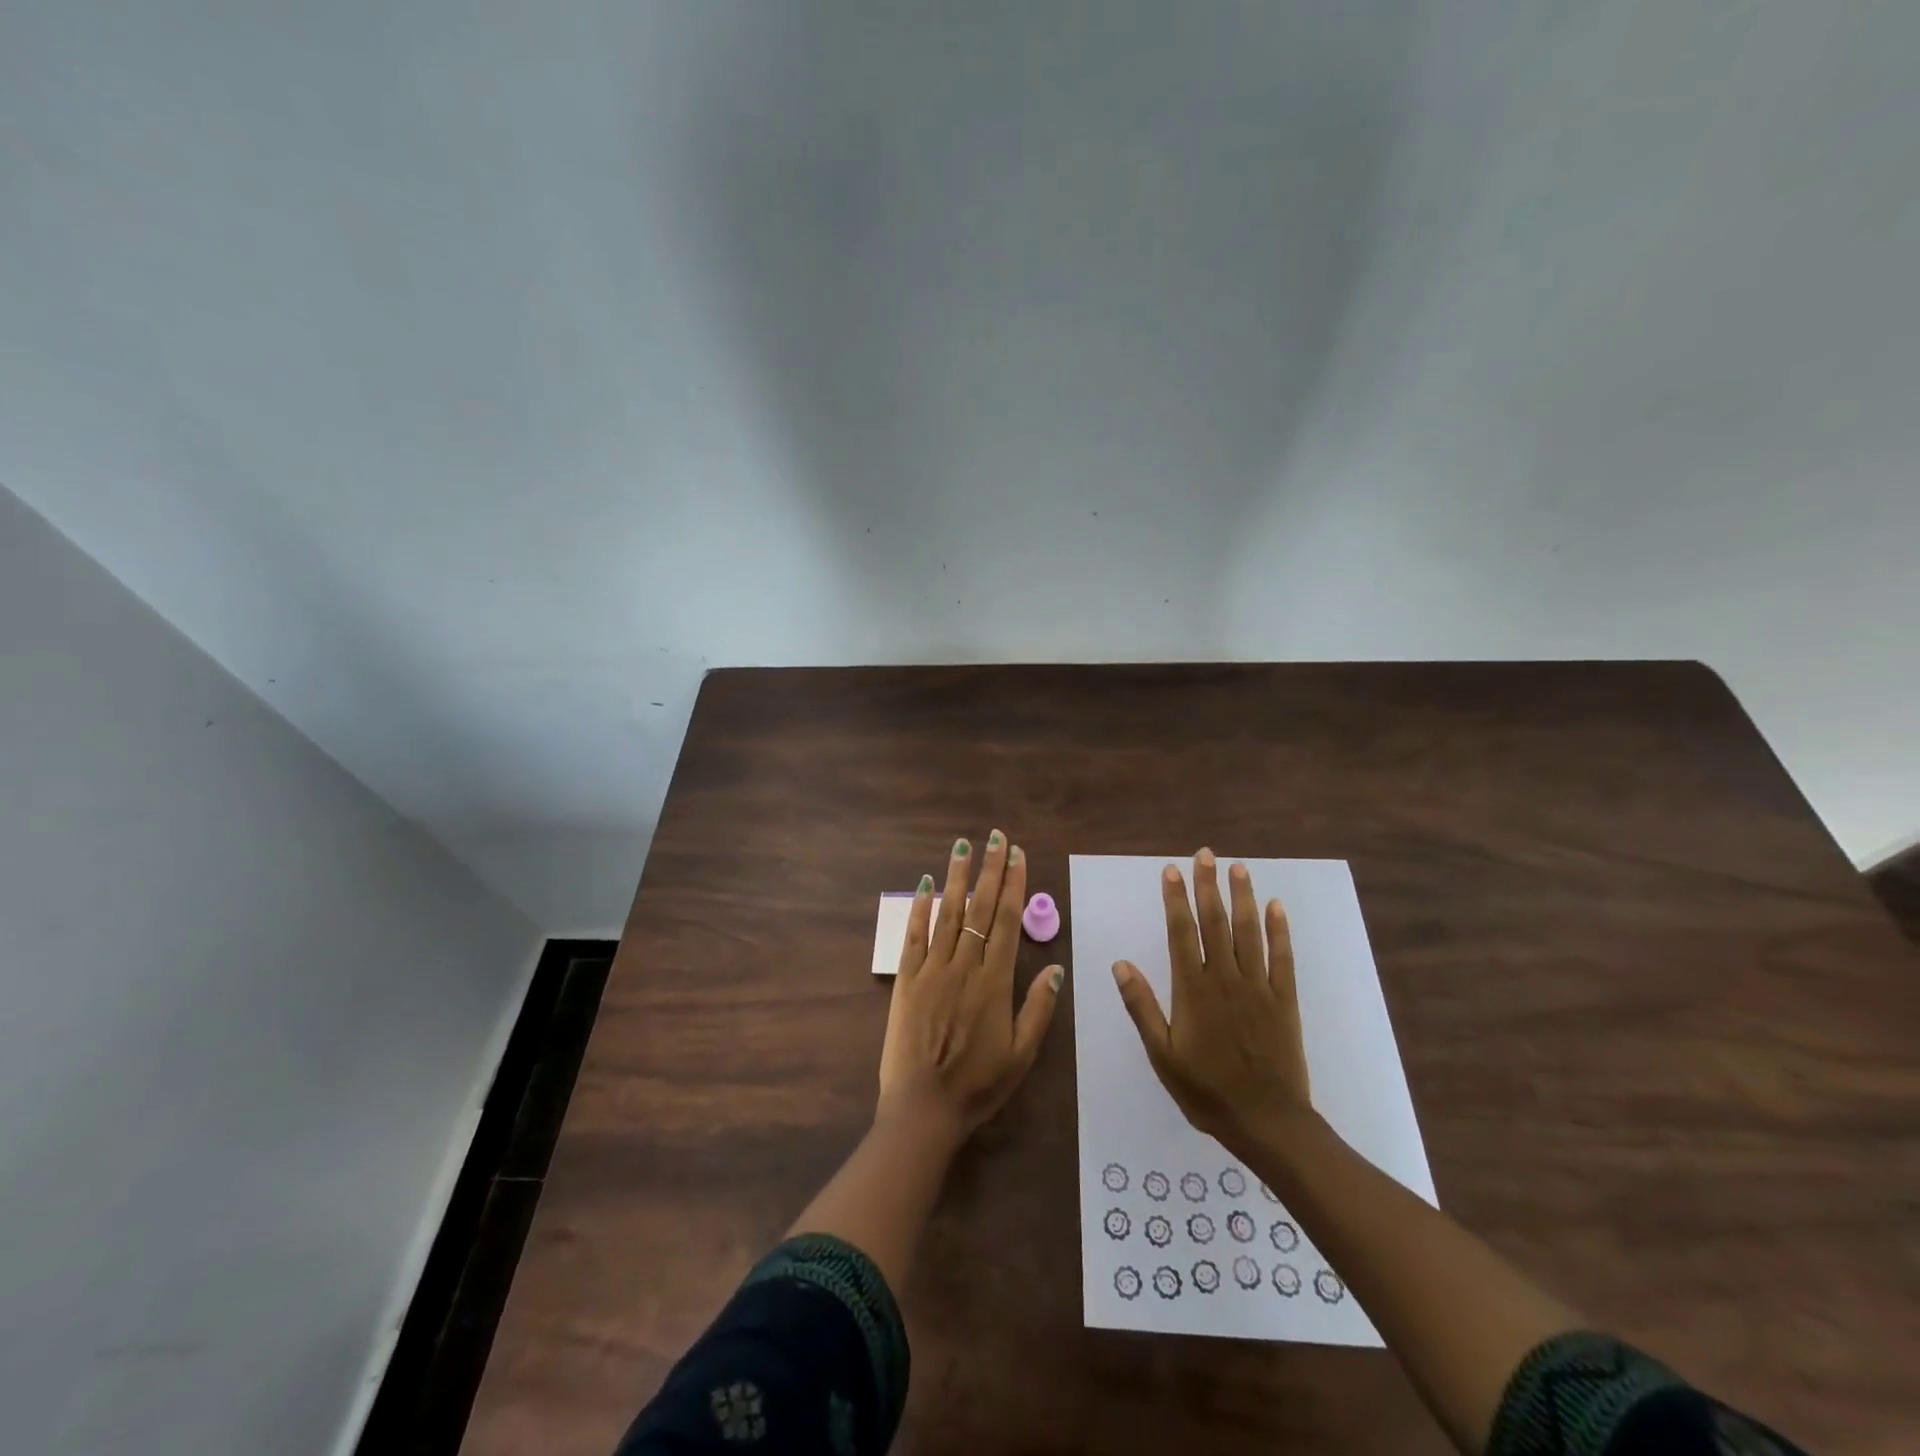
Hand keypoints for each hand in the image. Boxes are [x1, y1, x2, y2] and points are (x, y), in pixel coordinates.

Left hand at [879, 831, 1064, 1139]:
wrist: (924, 1108)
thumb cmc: (978, 1085)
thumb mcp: (1022, 1055)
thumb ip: (1038, 1009)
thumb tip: (1057, 968)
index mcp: (995, 982)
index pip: (1007, 921)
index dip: (1013, 885)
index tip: (1016, 856)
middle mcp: (964, 967)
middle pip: (979, 909)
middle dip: (989, 870)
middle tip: (994, 837)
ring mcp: (932, 970)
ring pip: (947, 914)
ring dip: (956, 878)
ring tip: (962, 846)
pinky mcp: (906, 980)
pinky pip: (913, 936)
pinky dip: (919, 908)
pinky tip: (925, 884)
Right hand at [1111, 849, 1310, 1151]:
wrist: (1267, 1122)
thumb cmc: (1206, 1090)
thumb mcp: (1161, 1054)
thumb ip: (1141, 1006)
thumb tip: (1120, 963)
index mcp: (1193, 990)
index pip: (1182, 932)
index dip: (1176, 899)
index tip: (1172, 871)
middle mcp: (1225, 978)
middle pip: (1215, 922)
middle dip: (1208, 885)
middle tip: (1205, 854)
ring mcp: (1258, 987)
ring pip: (1249, 931)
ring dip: (1243, 897)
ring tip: (1238, 867)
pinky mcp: (1284, 999)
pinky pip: (1282, 957)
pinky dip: (1279, 930)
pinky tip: (1276, 907)